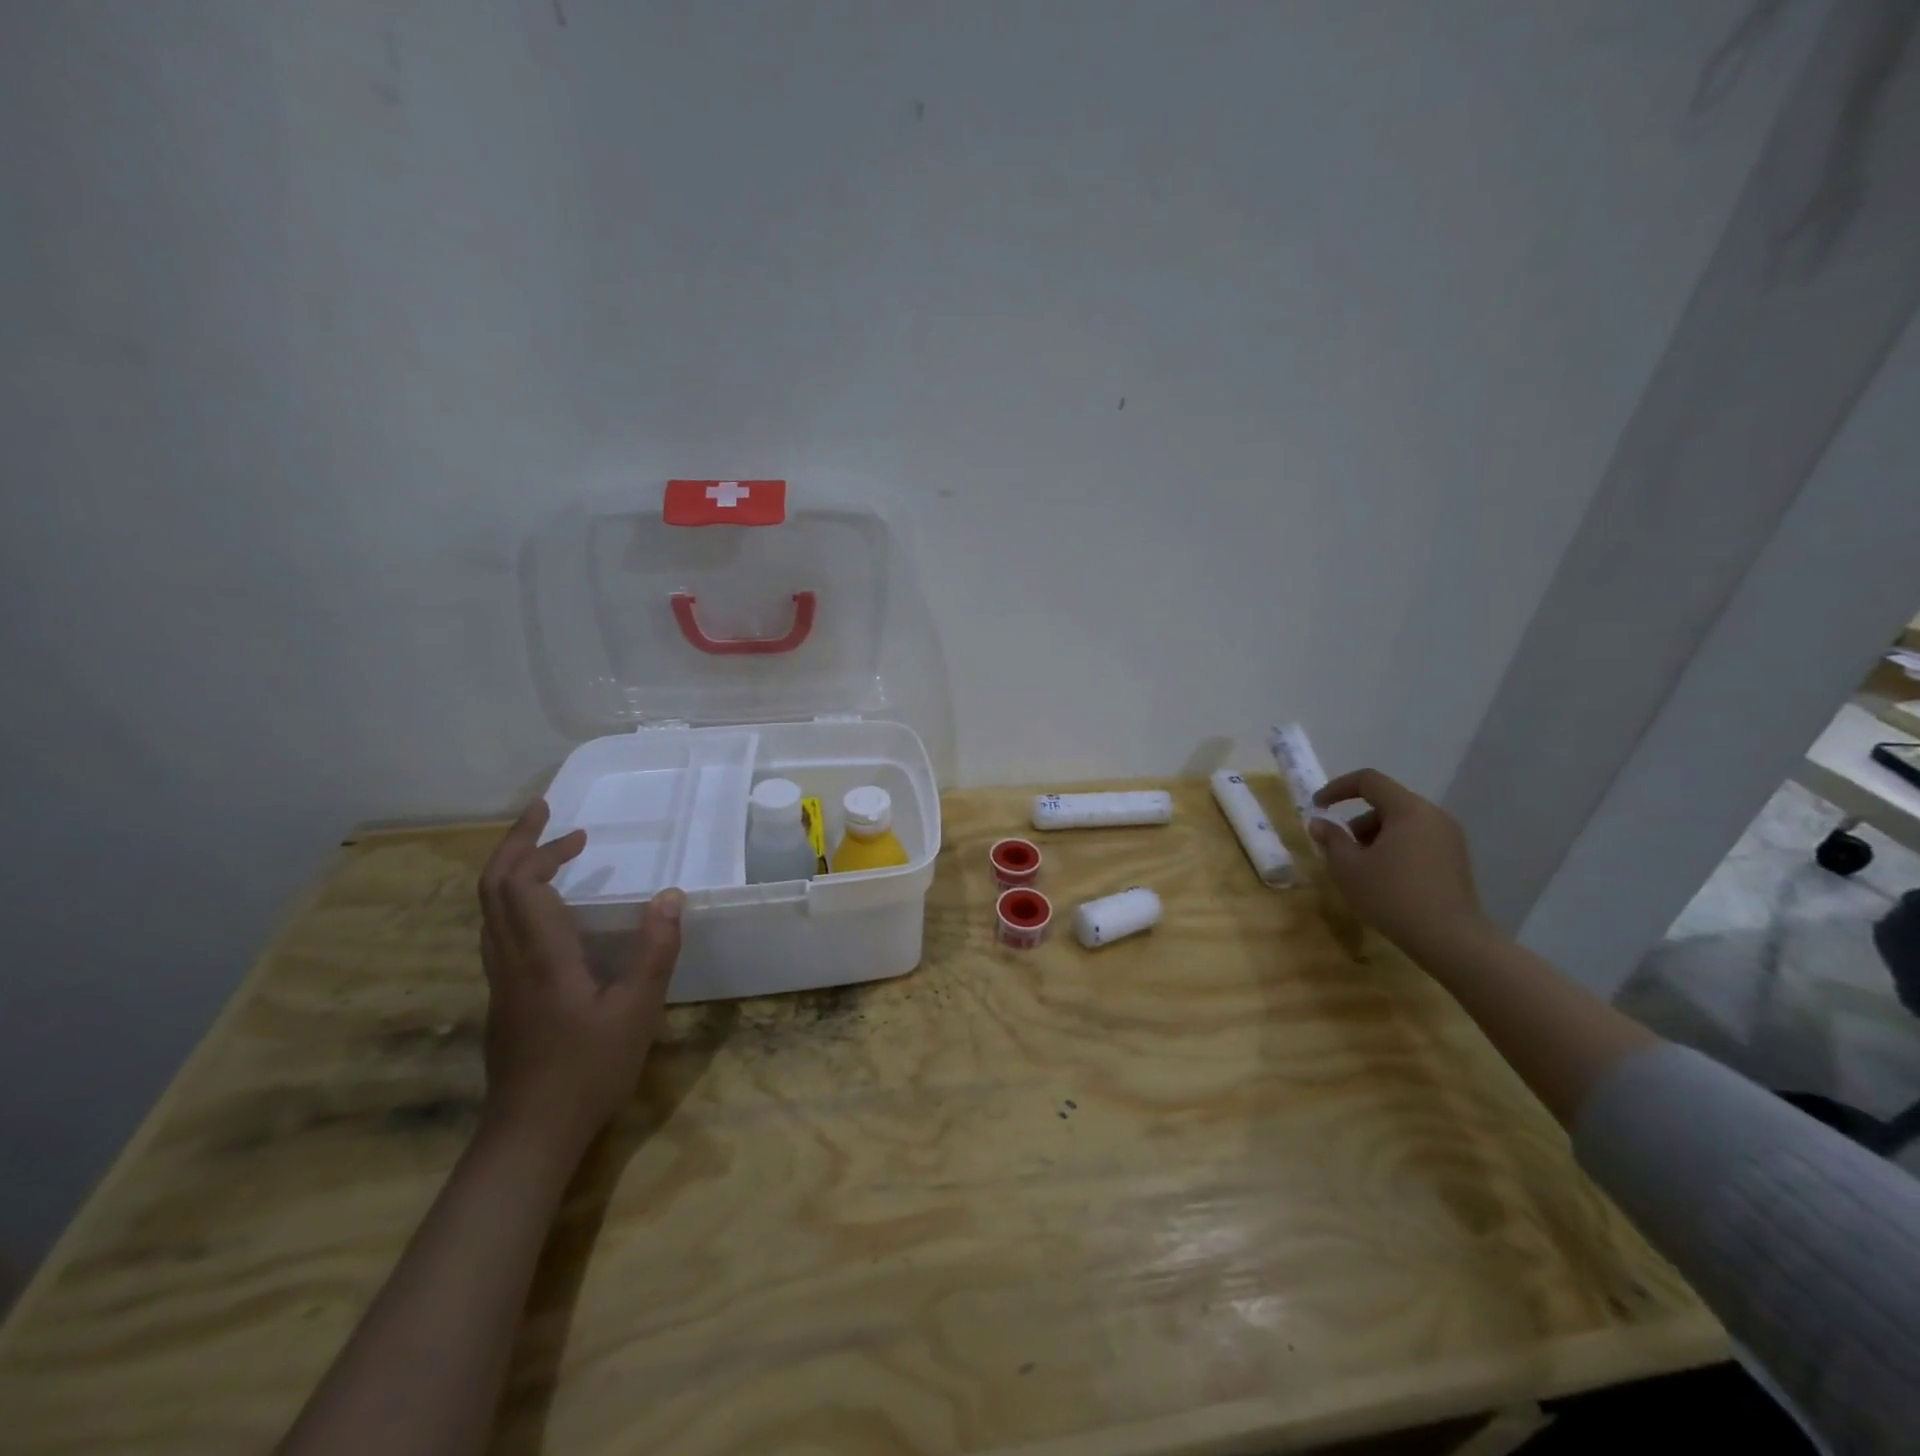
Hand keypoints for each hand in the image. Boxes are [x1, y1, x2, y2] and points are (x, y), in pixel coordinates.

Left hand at [477, 800, 684, 1151]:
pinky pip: (499, 932)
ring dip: (512, 872)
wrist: (529, 1136)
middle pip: (492, 889)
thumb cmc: (588, 1070)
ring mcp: (500, 982)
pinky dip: (516, 902)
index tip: (578, 831)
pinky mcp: (504, 1000)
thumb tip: (670, 895)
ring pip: (489, 912)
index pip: (521, 885)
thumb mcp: (637, 1010)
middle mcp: (510, 961)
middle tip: (546, 816)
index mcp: (540, 957)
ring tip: (550, 854)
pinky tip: (549, 913)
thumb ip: (655, 950)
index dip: (542, 849)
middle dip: (516, 845)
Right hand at [1308, 769, 1488, 953]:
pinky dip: (1396, 848)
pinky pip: (1418, 839)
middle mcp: (1433, 815)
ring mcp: (1450, 837)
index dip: (1337, 788)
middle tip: (1342, 848)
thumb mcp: (1348, 868)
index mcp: (1408, 810)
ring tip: (1363, 868)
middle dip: (1357, 820)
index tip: (1318, 807)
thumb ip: (1331, 839)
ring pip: (1402, 822)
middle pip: (1386, 802)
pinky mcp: (1456, 859)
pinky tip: (1387, 878)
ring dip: (1375, 836)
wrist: (1450, 940)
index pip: (1368, 781)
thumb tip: (1319, 822)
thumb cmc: (1392, 897)